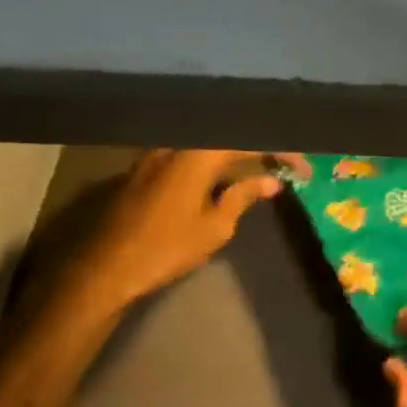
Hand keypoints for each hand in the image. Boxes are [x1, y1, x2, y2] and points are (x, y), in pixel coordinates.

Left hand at [51, 149, 309, 319]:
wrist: (102, 270)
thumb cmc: (166, 247)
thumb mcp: (215, 226)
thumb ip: (244, 196)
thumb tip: (271, 182)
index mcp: (199, 153)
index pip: (251, 142)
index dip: (282, 152)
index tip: (304, 169)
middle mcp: (178, 144)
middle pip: (228, 137)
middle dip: (260, 148)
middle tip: (285, 164)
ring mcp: (157, 154)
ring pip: (207, 145)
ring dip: (235, 155)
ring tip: (259, 170)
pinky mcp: (144, 169)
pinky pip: (189, 155)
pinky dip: (213, 162)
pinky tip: (223, 178)